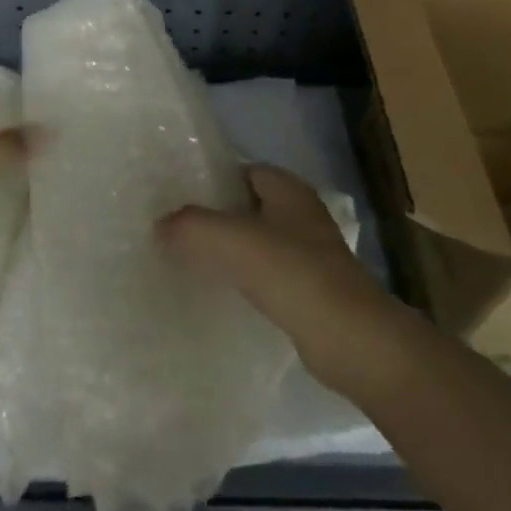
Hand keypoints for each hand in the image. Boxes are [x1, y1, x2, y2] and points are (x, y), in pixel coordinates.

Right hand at [157, 163, 414, 394]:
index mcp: (288, 189)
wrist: (350, 339)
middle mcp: (299, 213)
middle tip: (173, 230)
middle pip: (245, 206)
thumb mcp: (233, 241)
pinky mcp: (307, 289)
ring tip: (185, 260)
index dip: (209, 180)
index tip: (174, 197)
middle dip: (213, 216)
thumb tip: (159, 225)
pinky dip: (241, 278)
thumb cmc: (294, 274)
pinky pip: (264, 274)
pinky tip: (217, 293)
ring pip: (254, 241)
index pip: (240, 171)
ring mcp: (307, 252)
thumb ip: (192, 226)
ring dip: (226, 249)